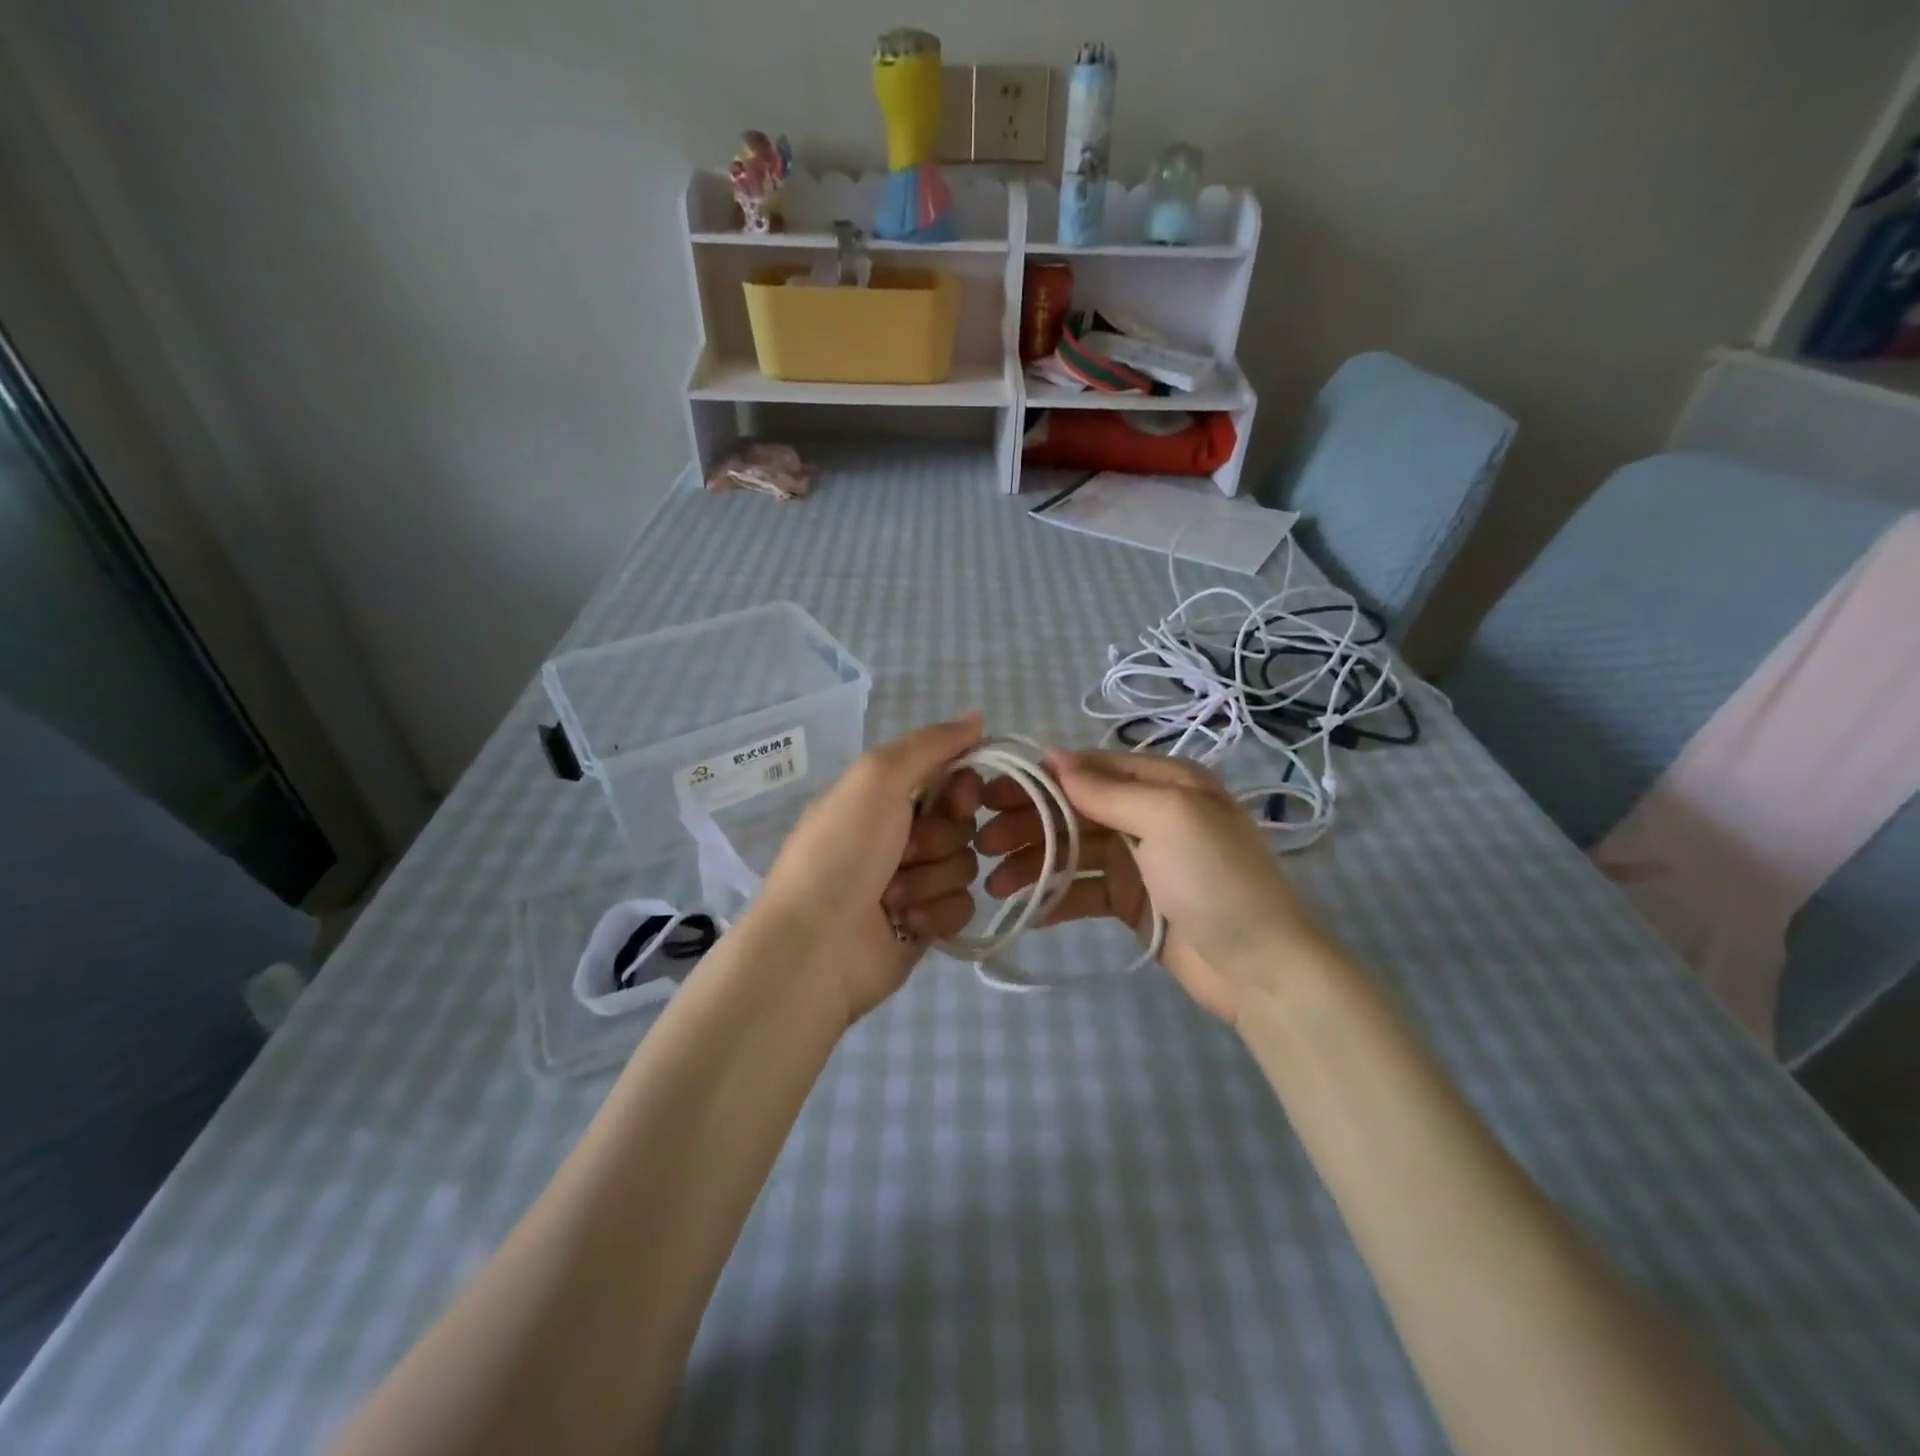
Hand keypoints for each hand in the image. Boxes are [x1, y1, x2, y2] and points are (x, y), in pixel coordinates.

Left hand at [753, 714, 984, 1024]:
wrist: (815, 945)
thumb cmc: (841, 852)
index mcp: (884, 794)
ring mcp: (915, 880)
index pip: (950, 775)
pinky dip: (934, 912)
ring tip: (891, 897)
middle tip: (904, 853)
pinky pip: (963, 905)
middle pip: (963, 821)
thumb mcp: (876, 778)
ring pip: (965, 864)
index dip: (963, 787)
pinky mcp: (926, 922)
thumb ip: (930, 744)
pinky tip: (903, 922)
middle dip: (939, 838)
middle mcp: (901, 832)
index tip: (959, 798)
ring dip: (931, 879)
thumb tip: (979, 715)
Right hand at [976, 749, 1335, 1022]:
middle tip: (982, 840)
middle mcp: (1150, 813)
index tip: (991, 792)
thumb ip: (1108, 788)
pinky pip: (1084, 891)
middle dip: (1029, 822)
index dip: (1040, 778)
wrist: (1262, 968)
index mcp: (1165, 782)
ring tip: (993, 883)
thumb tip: (1054, 754)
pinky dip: (1055, 898)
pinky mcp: (1133, 901)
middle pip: (1076, 809)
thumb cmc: (1216, 879)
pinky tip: (1024, 909)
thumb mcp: (1167, 818)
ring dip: (1034, 864)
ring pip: (1074, 852)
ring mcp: (1140, 859)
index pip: (1090, 768)